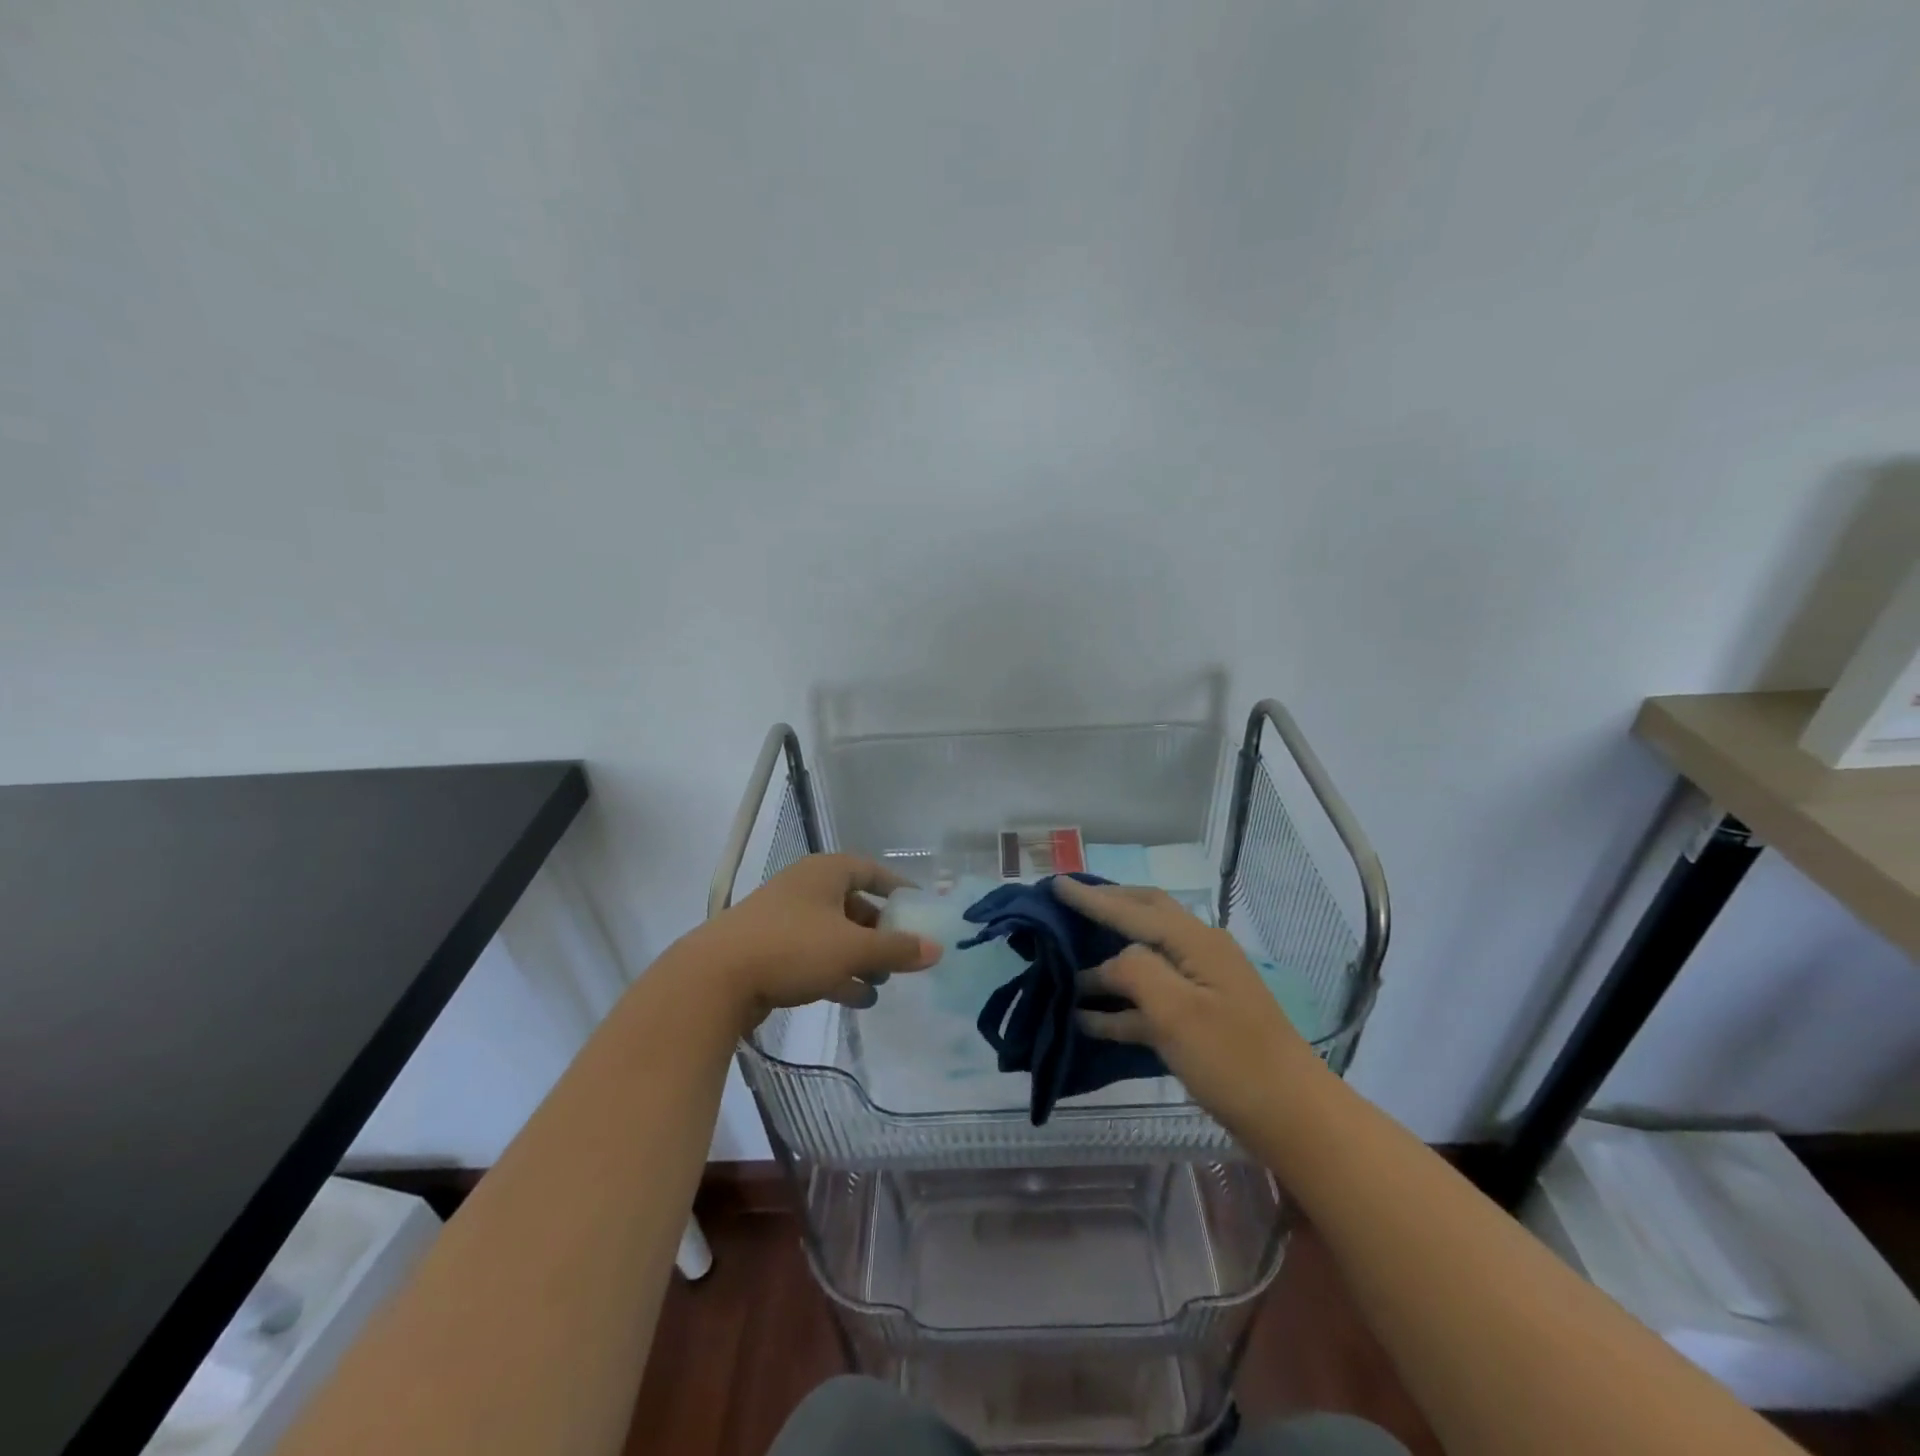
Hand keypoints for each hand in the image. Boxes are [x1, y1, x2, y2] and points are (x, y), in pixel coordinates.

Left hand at [697, 854, 941, 1028]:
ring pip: (833, 934)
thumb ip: (897, 949)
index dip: (897, 888)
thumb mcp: (853, 948)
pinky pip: (812, 956)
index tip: (918, 909)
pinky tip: (855, 999)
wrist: (714, 979)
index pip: (871, 871)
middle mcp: (804, 889)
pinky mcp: (768, 950)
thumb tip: (937, 949)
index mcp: (825, 873)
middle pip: (852, 904)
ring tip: (881, 984)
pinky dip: (836, 972)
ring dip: (859, 957)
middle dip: (878, 931)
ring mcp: (783, 920)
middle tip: (901, 955)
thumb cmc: (793, 948)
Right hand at [1052, 877, 1324, 1139]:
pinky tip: (1088, 1019)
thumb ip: (1135, 971)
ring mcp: (1202, 987)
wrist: (1294, 1118)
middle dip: (1107, 907)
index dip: (1092, 898)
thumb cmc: (1233, 1060)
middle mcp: (1199, 953)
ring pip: (1144, 959)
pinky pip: (1151, 1000)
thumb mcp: (1176, 1012)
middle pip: (1145, 917)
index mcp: (1195, 942)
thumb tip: (1110, 962)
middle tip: (1069, 902)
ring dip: (1106, 961)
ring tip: (1067, 959)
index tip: (1055, 884)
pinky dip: (1120, 1004)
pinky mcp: (1200, 1020)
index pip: (1133, 910)